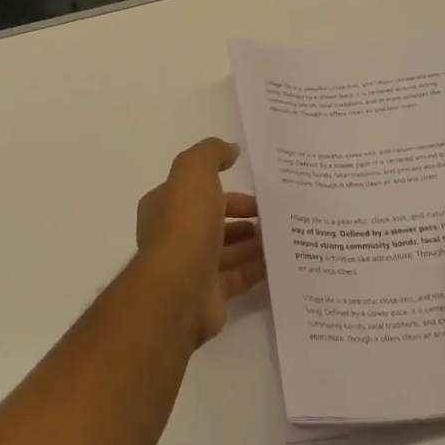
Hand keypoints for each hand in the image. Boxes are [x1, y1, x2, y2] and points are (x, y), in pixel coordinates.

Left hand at [135, 138, 265, 342]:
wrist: (179, 289)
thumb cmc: (185, 225)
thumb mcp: (195, 172)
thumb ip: (211, 154)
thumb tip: (231, 149)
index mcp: (164, 205)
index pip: (197, 192)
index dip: (226, 190)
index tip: (256, 192)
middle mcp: (174, 235)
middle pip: (213, 221)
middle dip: (241, 216)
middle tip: (271, 215)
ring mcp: (190, 267)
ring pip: (226, 250)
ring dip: (251, 242)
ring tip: (281, 235)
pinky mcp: (208, 295)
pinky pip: (237, 277)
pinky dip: (257, 268)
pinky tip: (279, 260)